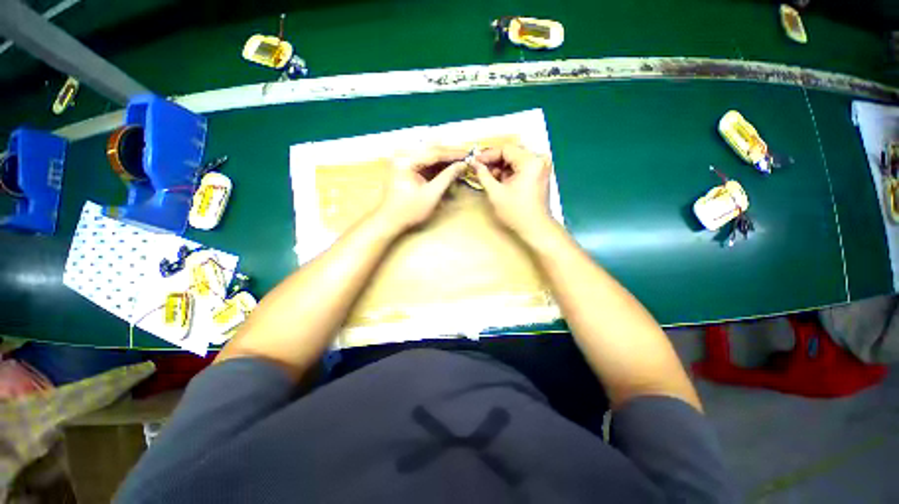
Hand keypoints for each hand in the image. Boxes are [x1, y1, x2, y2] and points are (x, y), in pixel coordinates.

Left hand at [375, 146, 468, 231]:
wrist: (389, 220)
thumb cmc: (409, 210)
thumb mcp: (431, 194)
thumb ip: (447, 177)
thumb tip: (462, 165)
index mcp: (406, 160)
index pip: (435, 152)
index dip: (454, 154)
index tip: (469, 154)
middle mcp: (402, 154)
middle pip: (431, 150)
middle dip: (449, 155)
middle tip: (466, 157)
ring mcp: (402, 159)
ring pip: (428, 155)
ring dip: (443, 160)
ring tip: (459, 162)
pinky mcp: (403, 166)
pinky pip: (423, 162)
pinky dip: (435, 166)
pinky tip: (447, 168)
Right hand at [472, 145, 554, 239]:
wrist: (535, 228)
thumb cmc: (515, 212)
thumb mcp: (495, 193)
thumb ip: (483, 174)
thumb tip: (473, 163)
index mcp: (530, 161)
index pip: (505, 149)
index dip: (488, 155)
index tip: (474, 162)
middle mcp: (539, 159)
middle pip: (511, 153)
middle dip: (494, 161)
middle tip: (479, 169)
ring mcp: (541, 166)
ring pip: (515, 160)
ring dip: (501, 167)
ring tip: (488, 177)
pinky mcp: (540, 174)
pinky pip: (521, 167)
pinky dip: (509, 172)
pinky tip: (499, 180)